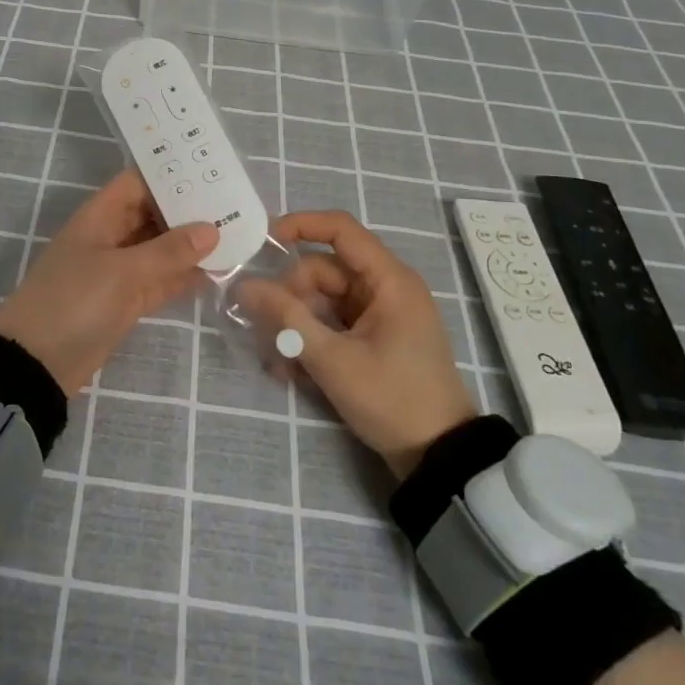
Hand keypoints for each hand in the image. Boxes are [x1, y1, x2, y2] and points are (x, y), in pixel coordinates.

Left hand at [0, 168, 218, 392]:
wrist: (37, 363)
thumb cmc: (74, 302)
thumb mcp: (123, 272)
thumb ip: (168, 251)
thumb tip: (211, 229)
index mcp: (100, 217)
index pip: (138, 183)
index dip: (169, 176)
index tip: (210, 172)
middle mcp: (110, 237)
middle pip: (153, 214)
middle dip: (188, 211)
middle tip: (235, 204)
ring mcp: (118, 270)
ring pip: (160, 249)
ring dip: (191, 245)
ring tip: (236, 234)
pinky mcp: (126, 301)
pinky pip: (160, 280)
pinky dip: (184, 276)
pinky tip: (218, 272)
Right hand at [237, 210, 475, 477]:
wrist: (439, 459)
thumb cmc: (393, 400)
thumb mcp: (333, 360)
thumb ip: (287, 319)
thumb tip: (245, 285)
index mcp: (388, 280)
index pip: (340, 229)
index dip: (300, 225)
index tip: (262, 242)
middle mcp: (384, 288)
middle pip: (322, 271)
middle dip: (290, 298)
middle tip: (266, 331)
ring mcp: (379, 314)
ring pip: (322, 300)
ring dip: (295, 324)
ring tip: (276, 361)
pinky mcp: (373, 337)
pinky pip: (331, 323)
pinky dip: (310, 339)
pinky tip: (290, 371)